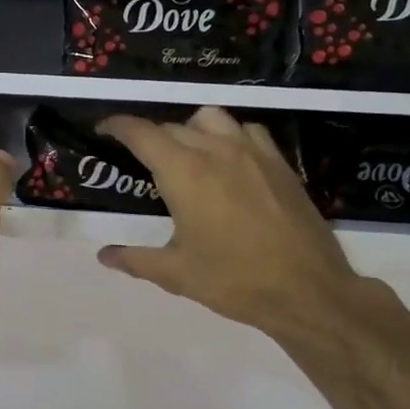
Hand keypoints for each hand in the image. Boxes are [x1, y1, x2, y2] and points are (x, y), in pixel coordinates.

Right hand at [97, 107, 366, 340]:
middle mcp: (217, 150)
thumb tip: (104, 255)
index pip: (142, 133)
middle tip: (141, 161)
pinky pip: (248, 131)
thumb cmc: (233, 281)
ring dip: (190, 129)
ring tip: (187, 155)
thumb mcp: (176, 274)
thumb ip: (135, 259)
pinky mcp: (280, 163)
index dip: (118, 126)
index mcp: (184, 173)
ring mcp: (253, 152)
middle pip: (174, 126)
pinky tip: (229, 161)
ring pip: (212, 118)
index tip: (104, 129)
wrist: (306, 289)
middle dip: (151, 137)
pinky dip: (229, 135)